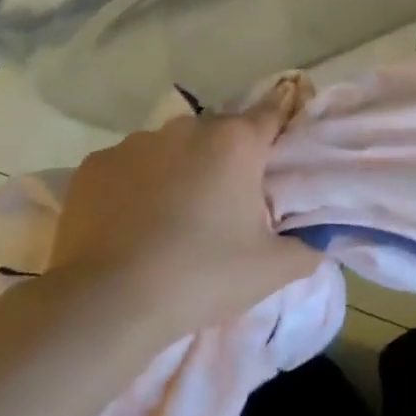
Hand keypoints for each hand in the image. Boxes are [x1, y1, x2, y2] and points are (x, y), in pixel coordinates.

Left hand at [44, 87, 320, 333]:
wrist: (108, 302)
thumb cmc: (201, 276)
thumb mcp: (271, 270)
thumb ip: (308, 247)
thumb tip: (320, 238)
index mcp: (236, 142)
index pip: (272, 113)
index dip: (279, 130)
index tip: (279, 154)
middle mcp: (187, 128)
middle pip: (219, 134)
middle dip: (226, 160)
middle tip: (224, 206)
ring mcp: (135, 142)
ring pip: (170, 149)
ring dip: (178, 171)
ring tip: (170, 220)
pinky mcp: (95, 164)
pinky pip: (128, 168)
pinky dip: (134, 186)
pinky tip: (129, 225)